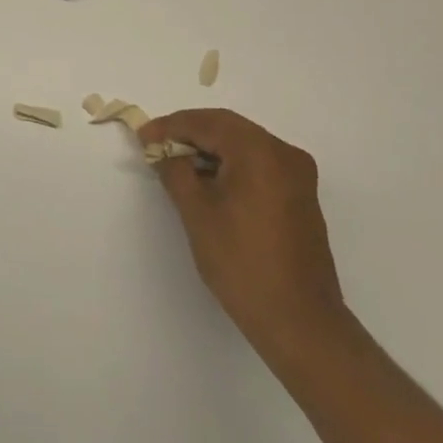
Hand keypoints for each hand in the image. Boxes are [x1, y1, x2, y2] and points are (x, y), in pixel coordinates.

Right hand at [138, 108, 350, 360]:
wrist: (298, 319)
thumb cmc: (241, 262)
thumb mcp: (197, 212)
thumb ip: (175, 171)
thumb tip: (163, 151)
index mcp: (260, 152)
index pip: (208, 123)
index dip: (171, 126)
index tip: (142, 137)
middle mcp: (285, 154)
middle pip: (229, 128)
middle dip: (190, 132)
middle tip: (156, 145)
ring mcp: (298, 175)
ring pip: (244, 144)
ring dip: (209, 147)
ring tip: (176, 164)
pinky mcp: (300, 195)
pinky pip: (259, 163)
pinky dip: (230, 163)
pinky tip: (207, 181)